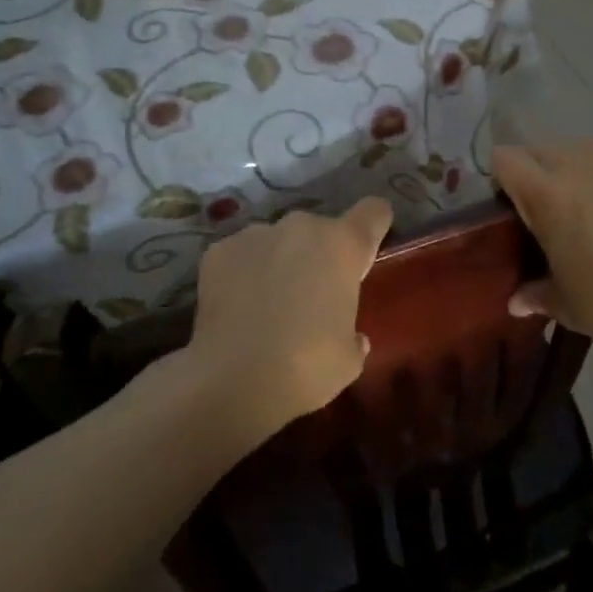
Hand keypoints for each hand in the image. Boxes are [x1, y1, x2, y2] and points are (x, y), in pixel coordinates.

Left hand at [185, 197, 393, 441]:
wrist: (234, 380)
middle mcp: (302, 226)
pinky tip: (236, 309)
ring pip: (277, 240)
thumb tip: (352, 338)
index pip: (373, 211)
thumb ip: (354, 335)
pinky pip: (241, 255)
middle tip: (311, 296)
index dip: (374, 226)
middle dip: (318, 254)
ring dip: (279, 261)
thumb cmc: (308, 366)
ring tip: (267, 304)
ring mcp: (256, 234)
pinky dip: (242, 273)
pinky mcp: (218, 250)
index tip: (365, 251)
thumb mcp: (349, 358)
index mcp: (344, 245)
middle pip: (320, 229)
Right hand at [494, 142, 592, 358]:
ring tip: (587, 199)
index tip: (510, 206)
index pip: (505, 159)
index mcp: (546, 194)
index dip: (502, 179)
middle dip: (536, 172)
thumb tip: (516, 302)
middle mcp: (578, 166)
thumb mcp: (563, 304)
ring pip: (580, 147)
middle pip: (540, 150)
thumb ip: (534, 294)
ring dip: (574, 166)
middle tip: (548, 209)